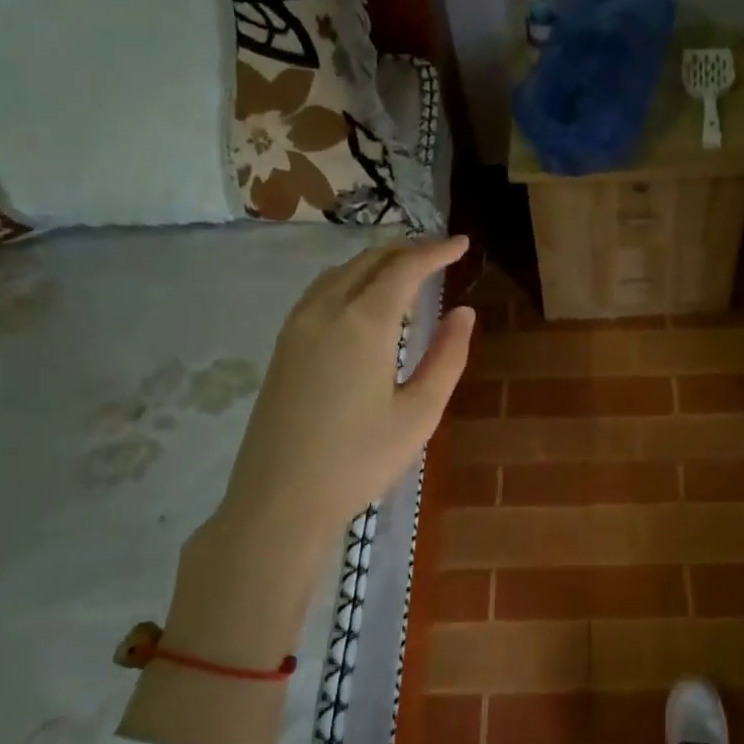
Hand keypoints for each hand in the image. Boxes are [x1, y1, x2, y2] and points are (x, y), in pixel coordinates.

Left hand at [216, 234, 474, 541]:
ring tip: (406, 273)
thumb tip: (464, 312)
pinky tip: (363, 302)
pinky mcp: (282, 347)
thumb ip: (447, 356)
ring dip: (376, 264)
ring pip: (340, 273)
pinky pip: (320, 292)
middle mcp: (326, 311)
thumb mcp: (420, 412)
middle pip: (368, 261)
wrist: (279, 500)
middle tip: (440, 255)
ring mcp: (296, 327)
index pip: (404, 268)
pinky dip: (350, 281)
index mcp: (364, 323)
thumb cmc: (360, 460)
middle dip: (406, 251)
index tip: (462, 244)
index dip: (436, 251)